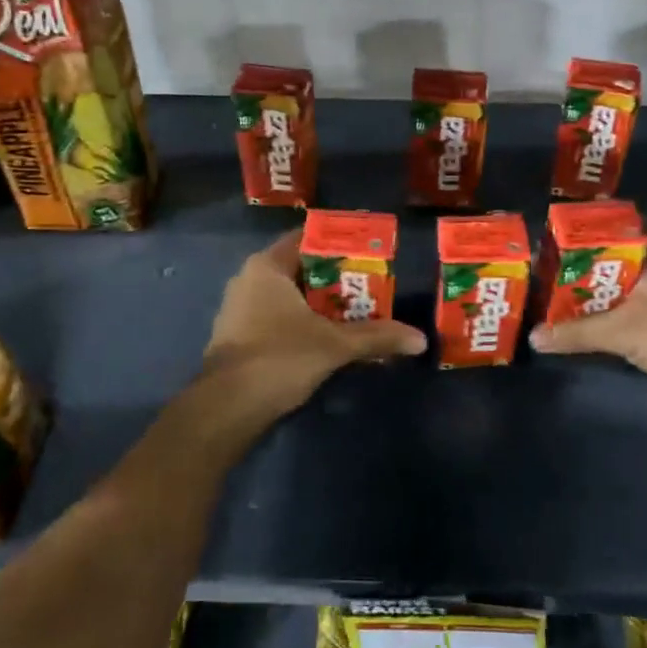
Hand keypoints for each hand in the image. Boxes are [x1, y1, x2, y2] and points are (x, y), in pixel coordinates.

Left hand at [201, 230, 426, 416]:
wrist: (227, 408)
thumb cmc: (279, 358)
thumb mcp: (334, 345)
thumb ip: (377, 337)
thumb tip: (420, 339)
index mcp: (267, 266)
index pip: (308, 239)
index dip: (341, 243)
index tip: (371, 251)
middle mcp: (250, 280)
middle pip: (303, 269)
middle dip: (338, 279)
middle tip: (374, 285)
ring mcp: (241, 309)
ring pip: (292, 297)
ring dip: (323, 305)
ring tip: (359, 313)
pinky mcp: (241, 337)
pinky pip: (280, 318)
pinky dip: (305, 323)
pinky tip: (330, 339)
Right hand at [528, 233, 646, 397]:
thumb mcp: (619, 331)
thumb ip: (576, 333)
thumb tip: (535, 337)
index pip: (617, 224)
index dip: (587, 228)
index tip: (559, 237)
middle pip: (619, 255)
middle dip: (588, 264)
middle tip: (554, 271)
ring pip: (630, 283)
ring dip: (603, 291)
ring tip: (566, 296)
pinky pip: (640, 305)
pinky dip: (619, 310)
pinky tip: (597, 321)